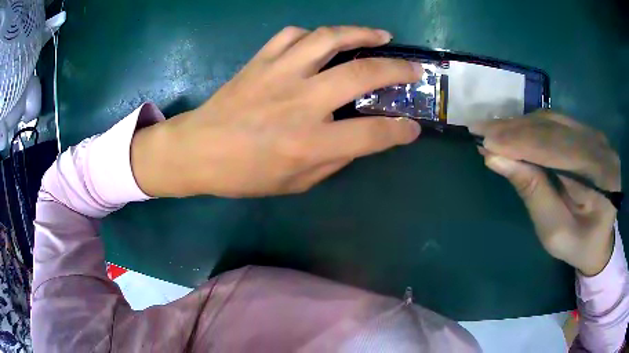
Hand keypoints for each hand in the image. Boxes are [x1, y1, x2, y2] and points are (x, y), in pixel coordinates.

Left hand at [131, 26, 421, 197]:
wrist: (197, 150)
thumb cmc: (243, 174)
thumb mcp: (294, 183)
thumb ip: (333, 159)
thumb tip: (360, 138)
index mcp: (308, 142)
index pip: (372, 134)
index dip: (400, 131)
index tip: (413, 127)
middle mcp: (299, 101)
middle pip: (361, 74)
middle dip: (397, 70)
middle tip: (413, 68)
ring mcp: (278, 74)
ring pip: (329, 39)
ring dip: (361, 33)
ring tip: (380, 36)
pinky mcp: (260, 61)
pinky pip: (292, 35)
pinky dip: (315, 35)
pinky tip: (324, 41)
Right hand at [471, 111, 620, 275]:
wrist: (599, 239)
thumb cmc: (578, 245)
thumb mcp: (554, 231)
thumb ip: (532, 192)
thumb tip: (496, 158)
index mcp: (603, 176)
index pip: (559, 149)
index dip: (522, 143)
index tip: (486, 140)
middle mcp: (601, 146)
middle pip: (555, 129)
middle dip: (516, 130)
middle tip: (481, 129)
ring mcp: (595, 135)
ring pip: (553, 120)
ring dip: (521, 125)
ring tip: (492, 131)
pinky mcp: (587, 133)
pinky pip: (556, 122)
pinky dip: (532, 126)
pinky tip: (513, 131)